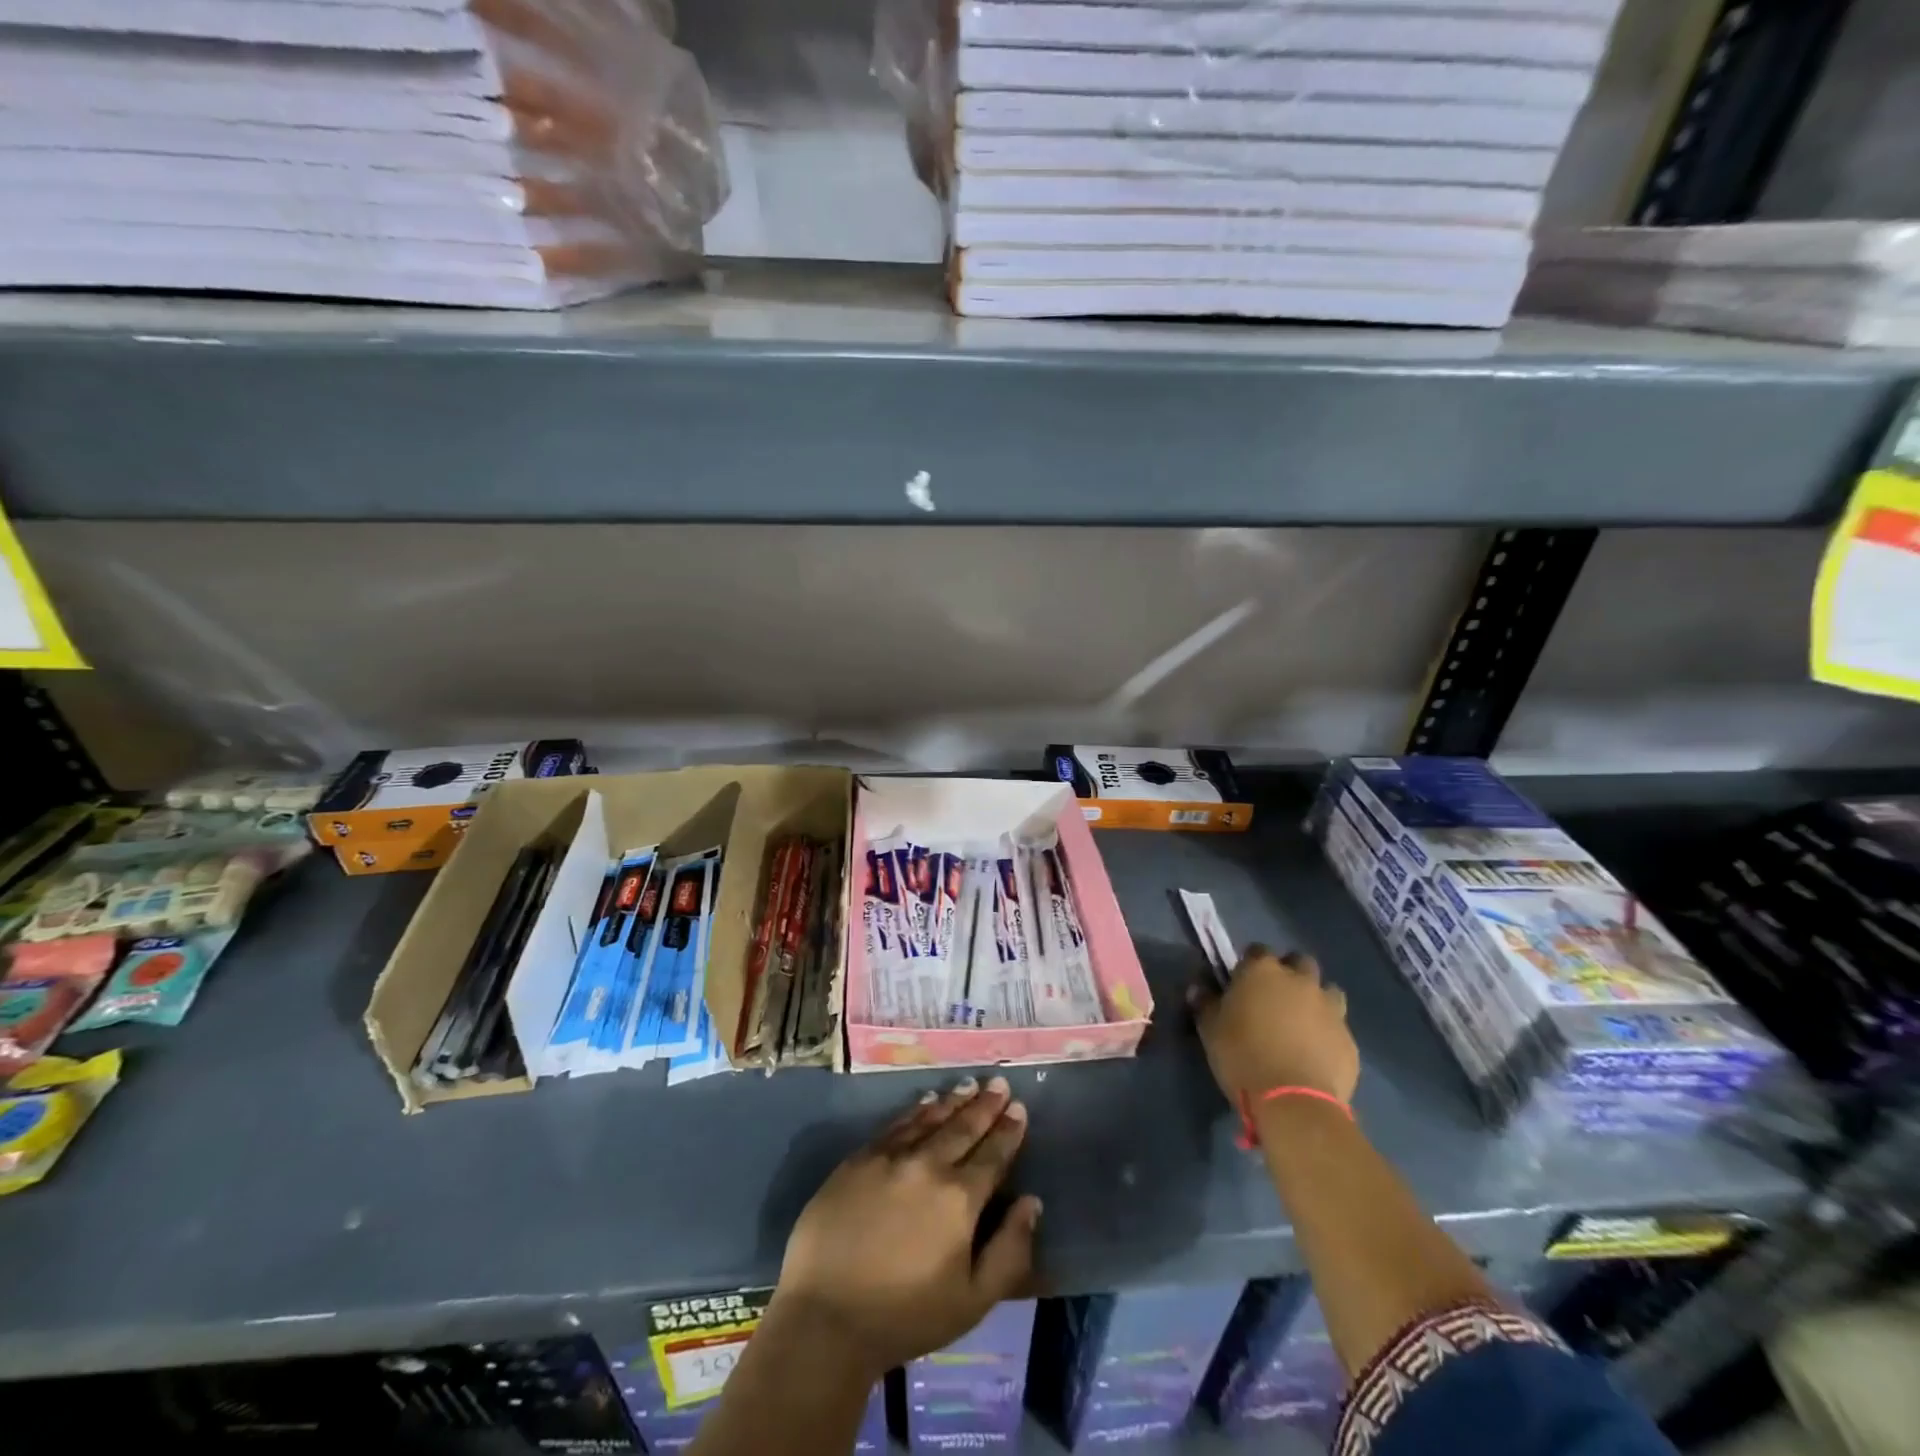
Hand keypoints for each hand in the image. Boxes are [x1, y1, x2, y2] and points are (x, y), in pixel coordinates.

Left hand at [772, 1076, 1041, 1377]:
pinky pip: (895, 1125)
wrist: (826, 1317)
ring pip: (930, 1119)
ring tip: (969, 1084)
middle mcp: (928, 1165)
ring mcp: (890, 1157)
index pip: (993, 1155)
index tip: (1020, 1108)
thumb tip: (1031, 1202)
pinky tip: (925, 1102)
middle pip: (963, 1127)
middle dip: (985, 1105)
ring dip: (953, 1101)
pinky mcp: (859, 1159)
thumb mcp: (972, 1301)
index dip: (1008, 1130)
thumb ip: (1009, 1251)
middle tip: (999, 1083)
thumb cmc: (905, 1317)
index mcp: (960, 1198)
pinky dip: (915, 1111)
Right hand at [1188, 946, 1359, 1106]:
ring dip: (1315, 999)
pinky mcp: (1349, 1039)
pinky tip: (1315, 1053)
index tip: (1242, 981)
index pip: (1257, 950)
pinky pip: (1338, 1027)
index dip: (1249, 964)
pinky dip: (1327, 1033)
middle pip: (1300, 962)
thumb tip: (1198, 989)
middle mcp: (1300, 980)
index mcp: (1262, 971)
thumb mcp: (1209, 1029)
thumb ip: (1205, 1004)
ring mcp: (1330, 1009)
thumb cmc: (1242, 1056)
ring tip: (1301, 1023)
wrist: (1293, 1102)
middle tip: (1275, 997)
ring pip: (1327, 991)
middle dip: (1290, 972)